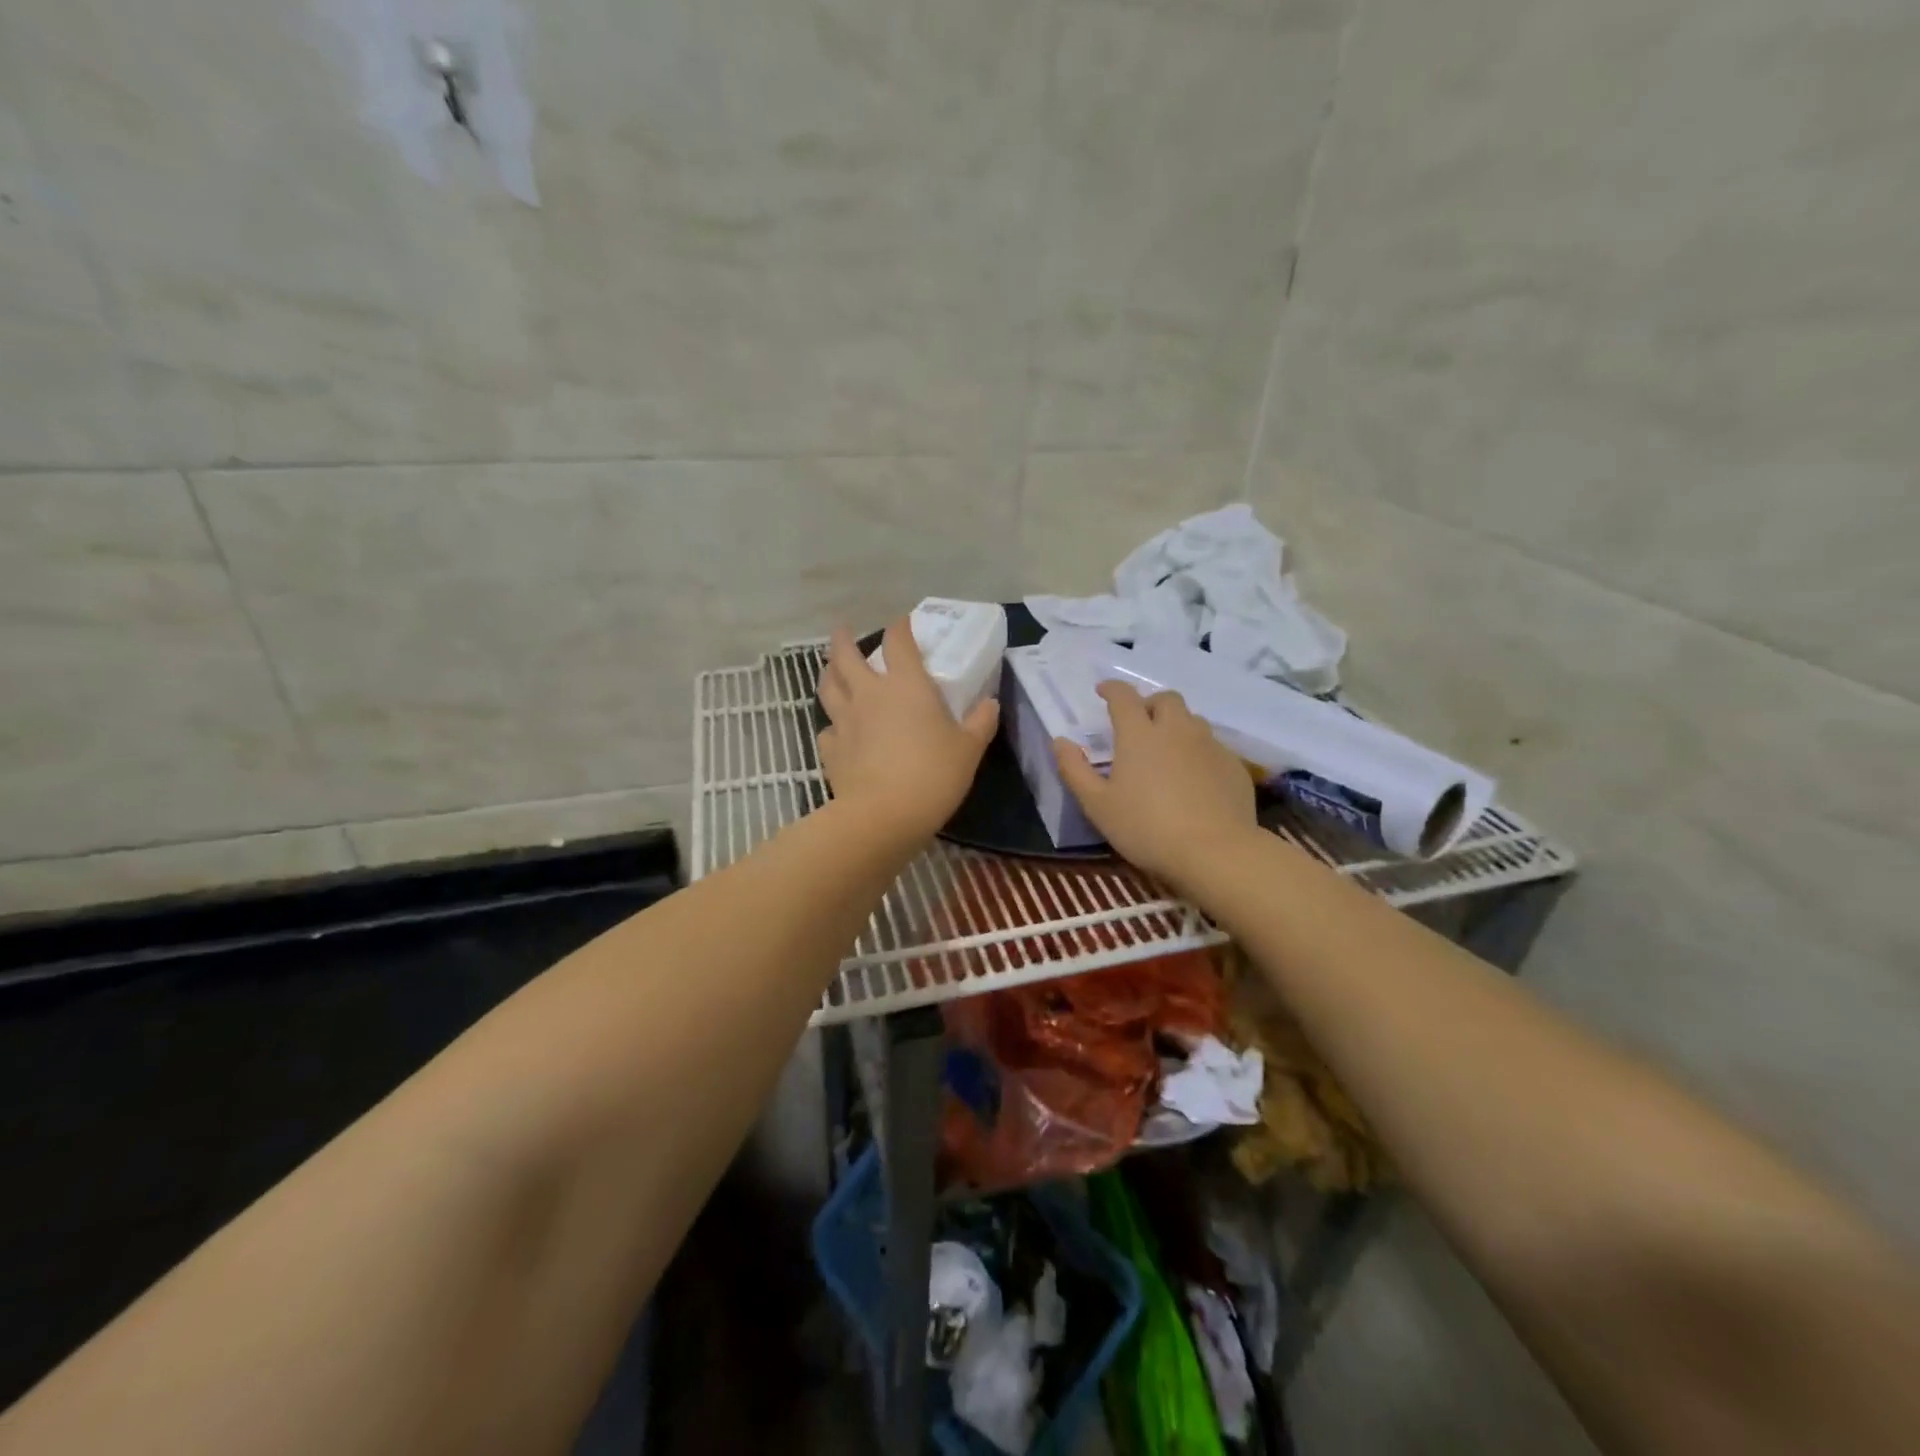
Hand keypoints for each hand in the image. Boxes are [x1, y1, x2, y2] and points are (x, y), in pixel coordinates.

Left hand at [816, 619, 999, 846]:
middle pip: (846, 656)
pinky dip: (832, 725)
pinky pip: (827, 728)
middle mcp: (869, 694)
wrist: (882, 815)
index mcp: (906, 685)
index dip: (900, 627)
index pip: (898, 641)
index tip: (904, 623)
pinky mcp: (830, 749)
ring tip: (831, 670)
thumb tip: (990, 704)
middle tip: (843, 631)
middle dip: (843, 639)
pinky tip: (838, 731)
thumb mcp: (968, 749)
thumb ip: (980, 723)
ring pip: (828, 687)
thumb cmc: (932, 774)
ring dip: (828, 673)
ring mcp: (845, 721)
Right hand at [1053, 680, 1256, 888]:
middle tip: (1139, 723)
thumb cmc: (1146, 828)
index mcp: (1139, 734)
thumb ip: (1075, 770)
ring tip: (1167, 749)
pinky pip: (1213, 746)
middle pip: (1166, 699)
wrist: (1215, 852)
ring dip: (1176, 725)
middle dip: (1149, 704)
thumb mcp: (1097, 805)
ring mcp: (1209, 746)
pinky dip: (1198, 751)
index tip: (1103, 691)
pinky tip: (1194, 777)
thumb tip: (1060, 741)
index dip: (1111, 689)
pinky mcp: (1233, 765)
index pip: (1124, 696)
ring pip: (1192, 720)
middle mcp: (1177, 730)